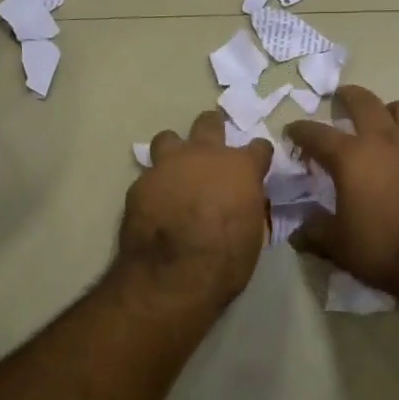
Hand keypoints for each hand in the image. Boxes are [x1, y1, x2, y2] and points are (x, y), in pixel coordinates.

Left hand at [118, 110, 272, 306]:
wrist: (173, 276)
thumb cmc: (226, 260)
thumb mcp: (253, 233)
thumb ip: (248, 205)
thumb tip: (243, 202)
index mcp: (240, 167)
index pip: (259, 147)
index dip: (258, 158)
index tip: (256, 167)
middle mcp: (204, 155)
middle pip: (209, 123)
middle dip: (212, 131)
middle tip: (211, 152)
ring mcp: (168, 165)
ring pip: (168, 138)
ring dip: (174, 150)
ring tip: (175, 171)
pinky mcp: (140, 183)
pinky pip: (149, 175)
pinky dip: (155, 185)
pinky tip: (155, 204)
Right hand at [283, 85, 398, 298]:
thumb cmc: (382, 250)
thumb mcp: (337, 245)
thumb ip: (314, 232)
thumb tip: (297, 231)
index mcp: (351, 157)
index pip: (317, 134)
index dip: (300, 130)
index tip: (292, 131)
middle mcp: (385, 140)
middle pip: (364, 102)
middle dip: (348, 97)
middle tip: (341, 99)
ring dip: (392, 111)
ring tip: (387, 121)